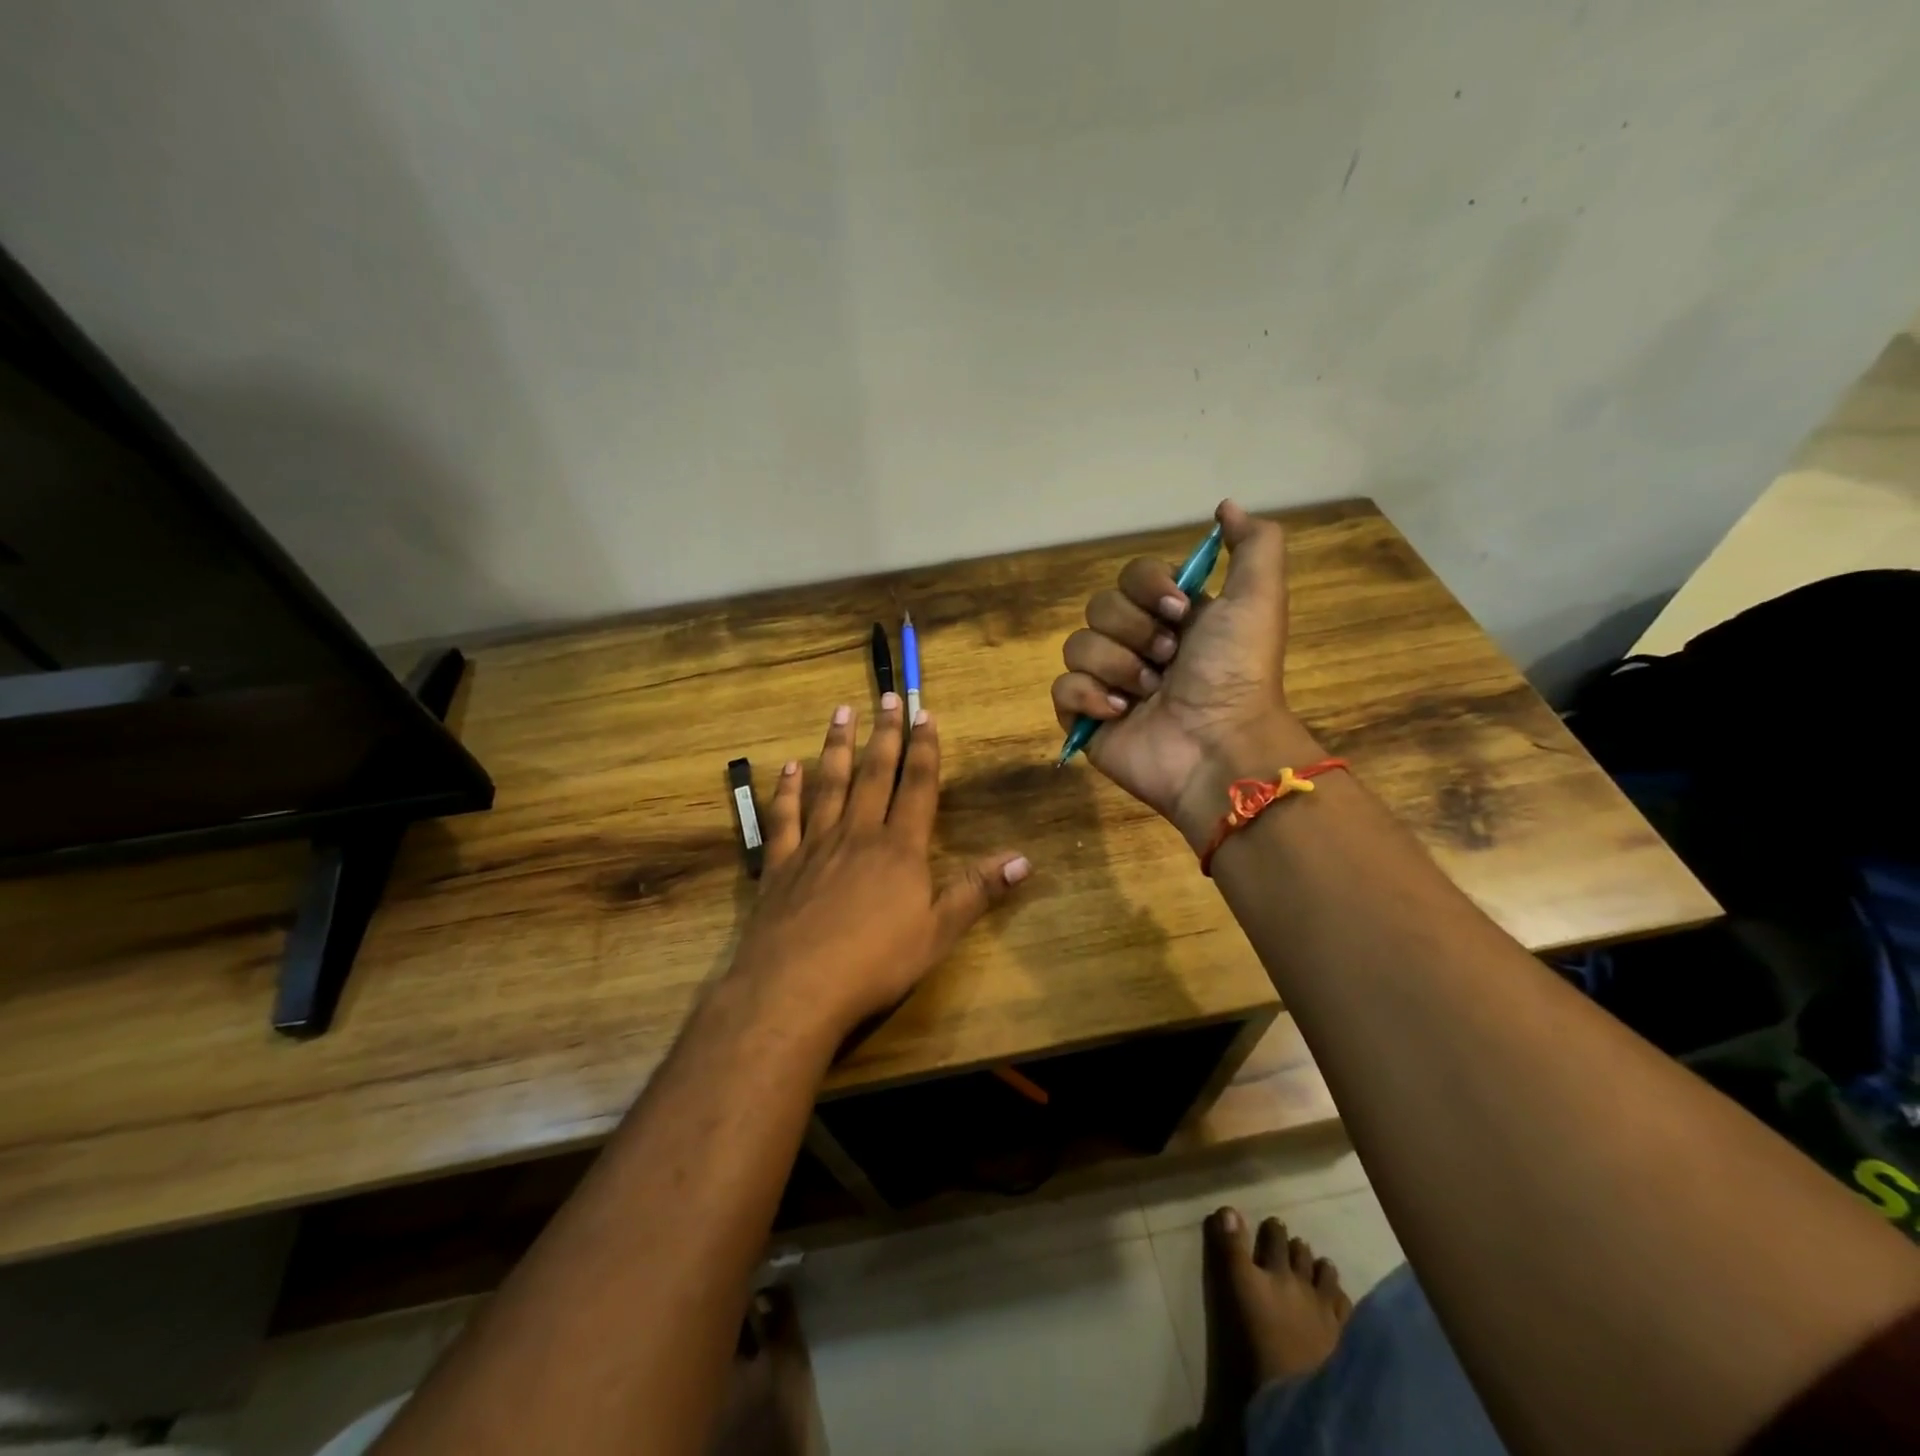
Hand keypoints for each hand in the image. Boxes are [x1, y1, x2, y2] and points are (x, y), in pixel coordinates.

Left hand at [729, 694, 1030, 1034]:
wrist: (795, 988)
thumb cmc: (875, 964)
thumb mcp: (938, 933)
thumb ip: (977, 892)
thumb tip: (1024, 859)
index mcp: (899, 848)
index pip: (916, 787)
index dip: (924, 749)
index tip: (925, 714)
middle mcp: (857, 834)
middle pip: (873, 774)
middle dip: (884, 734)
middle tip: (885, 697)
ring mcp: (814, 845)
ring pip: (828, 784)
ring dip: (836, 746)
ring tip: (841, 712)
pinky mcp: (779, 865)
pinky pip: (784, 818)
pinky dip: (786, 790)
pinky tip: (789, 767)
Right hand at [1049, 500, 1322, 849]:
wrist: (1218, 746)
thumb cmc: (1237, 673)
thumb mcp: (1259, 599)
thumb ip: (1254, 545)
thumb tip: (1225, 506)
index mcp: (1172, 619)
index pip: (1131, 576)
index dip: (1148, 587)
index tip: (1178, 610)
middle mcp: (1139, 646)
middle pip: (1099, 607)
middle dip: (1134, 631)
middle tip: (1168, 660)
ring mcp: (1110, 684)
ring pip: (1077, 646)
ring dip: (1116, 666)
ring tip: (1148, 693)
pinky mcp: (1088, 719)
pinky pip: (1062, 688)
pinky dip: (1088, 697)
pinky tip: (1119, 713)